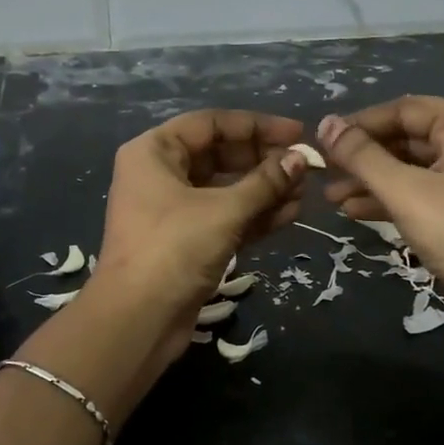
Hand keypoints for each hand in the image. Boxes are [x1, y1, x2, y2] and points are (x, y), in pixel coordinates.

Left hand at [88, 110, 310, 374]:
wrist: (137, 321)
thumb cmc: (174, 249)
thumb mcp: (224, 210)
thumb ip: (265, 181)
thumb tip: (301, 158)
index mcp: (154, 152)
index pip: (211, 124)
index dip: (257, 126)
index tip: (298, 132)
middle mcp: (160, 174)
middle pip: (220, 155)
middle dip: (264, 161)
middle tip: (306, 167)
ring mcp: (172, 210)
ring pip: (226, 189)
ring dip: (265, 191)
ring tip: (304, 194)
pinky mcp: (186, 242)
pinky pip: (225, 217)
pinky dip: (254, 216)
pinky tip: (290, 214)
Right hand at [317, 99, 443, 356]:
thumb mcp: (407, 192)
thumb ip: (363, 157)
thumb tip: (325, 124)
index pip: (403, 109)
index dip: (359, 124)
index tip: (321, 142)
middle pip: (406, 138)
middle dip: (363, 157)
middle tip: (322, 173)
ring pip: (410, 169)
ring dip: (371, 181)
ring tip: (332, 198)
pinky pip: (421, 194)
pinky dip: (390, 200)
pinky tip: (356, 212)